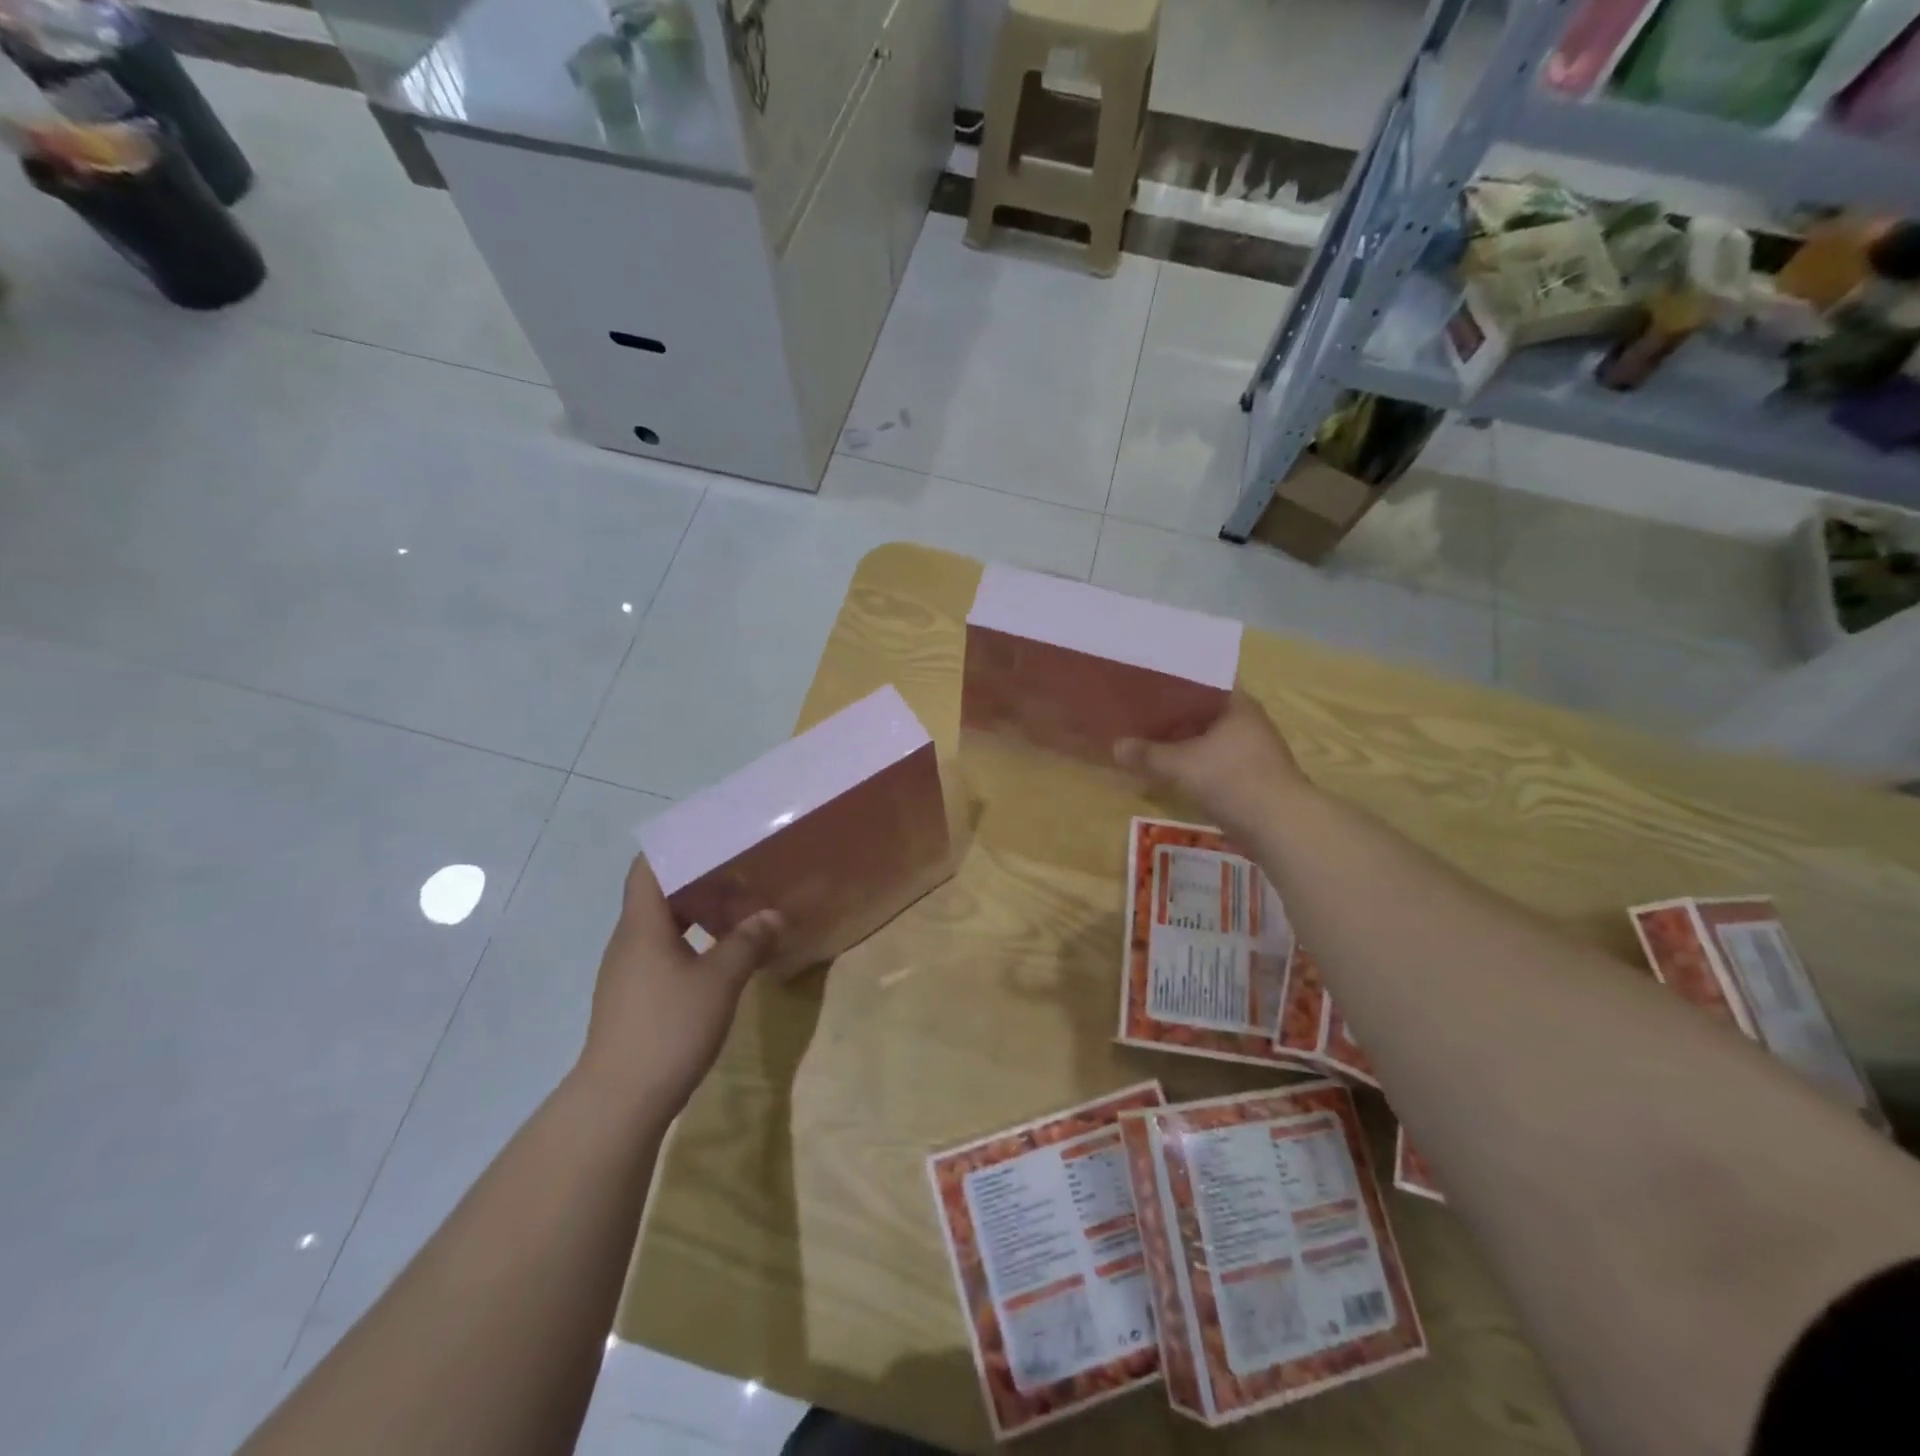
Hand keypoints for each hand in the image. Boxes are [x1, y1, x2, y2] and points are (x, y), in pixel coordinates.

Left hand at [576, 855, 783, 1116]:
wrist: (619, 1101)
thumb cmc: (669, 1028)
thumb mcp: (720, 980)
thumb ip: (748, 942)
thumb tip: (772, 915)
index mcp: (643, 925)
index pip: (649, 867)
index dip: (677, 848)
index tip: (714, 841)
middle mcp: (630, 940)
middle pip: (662, 894)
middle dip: (704, 885)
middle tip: (744, 883)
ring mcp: (628, 970)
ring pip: (665, 926)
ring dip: (701, 916)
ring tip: (740, 920)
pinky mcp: (634, 997)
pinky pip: (664, 952)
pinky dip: (693, 943)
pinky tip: (721, 959)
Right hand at [1115, 692, 1309, 834]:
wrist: (1281, 826)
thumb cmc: (1232, 780)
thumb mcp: (1180, 765)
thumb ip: (1147, 754)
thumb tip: (1115, 746)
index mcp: (1236, 704)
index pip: (1202, 679)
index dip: (1174, 679)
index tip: (1146, 681)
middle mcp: (1246, 721)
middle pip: (1202, 710)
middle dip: (1171, 713)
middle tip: (1137, 711)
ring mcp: (1251, 750)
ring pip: (1207, 737)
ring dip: (1181, 740)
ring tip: (1146, 739)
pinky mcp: (1250, 776)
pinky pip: (1212, 760)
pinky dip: (1191, 762)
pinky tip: (1168, 769)